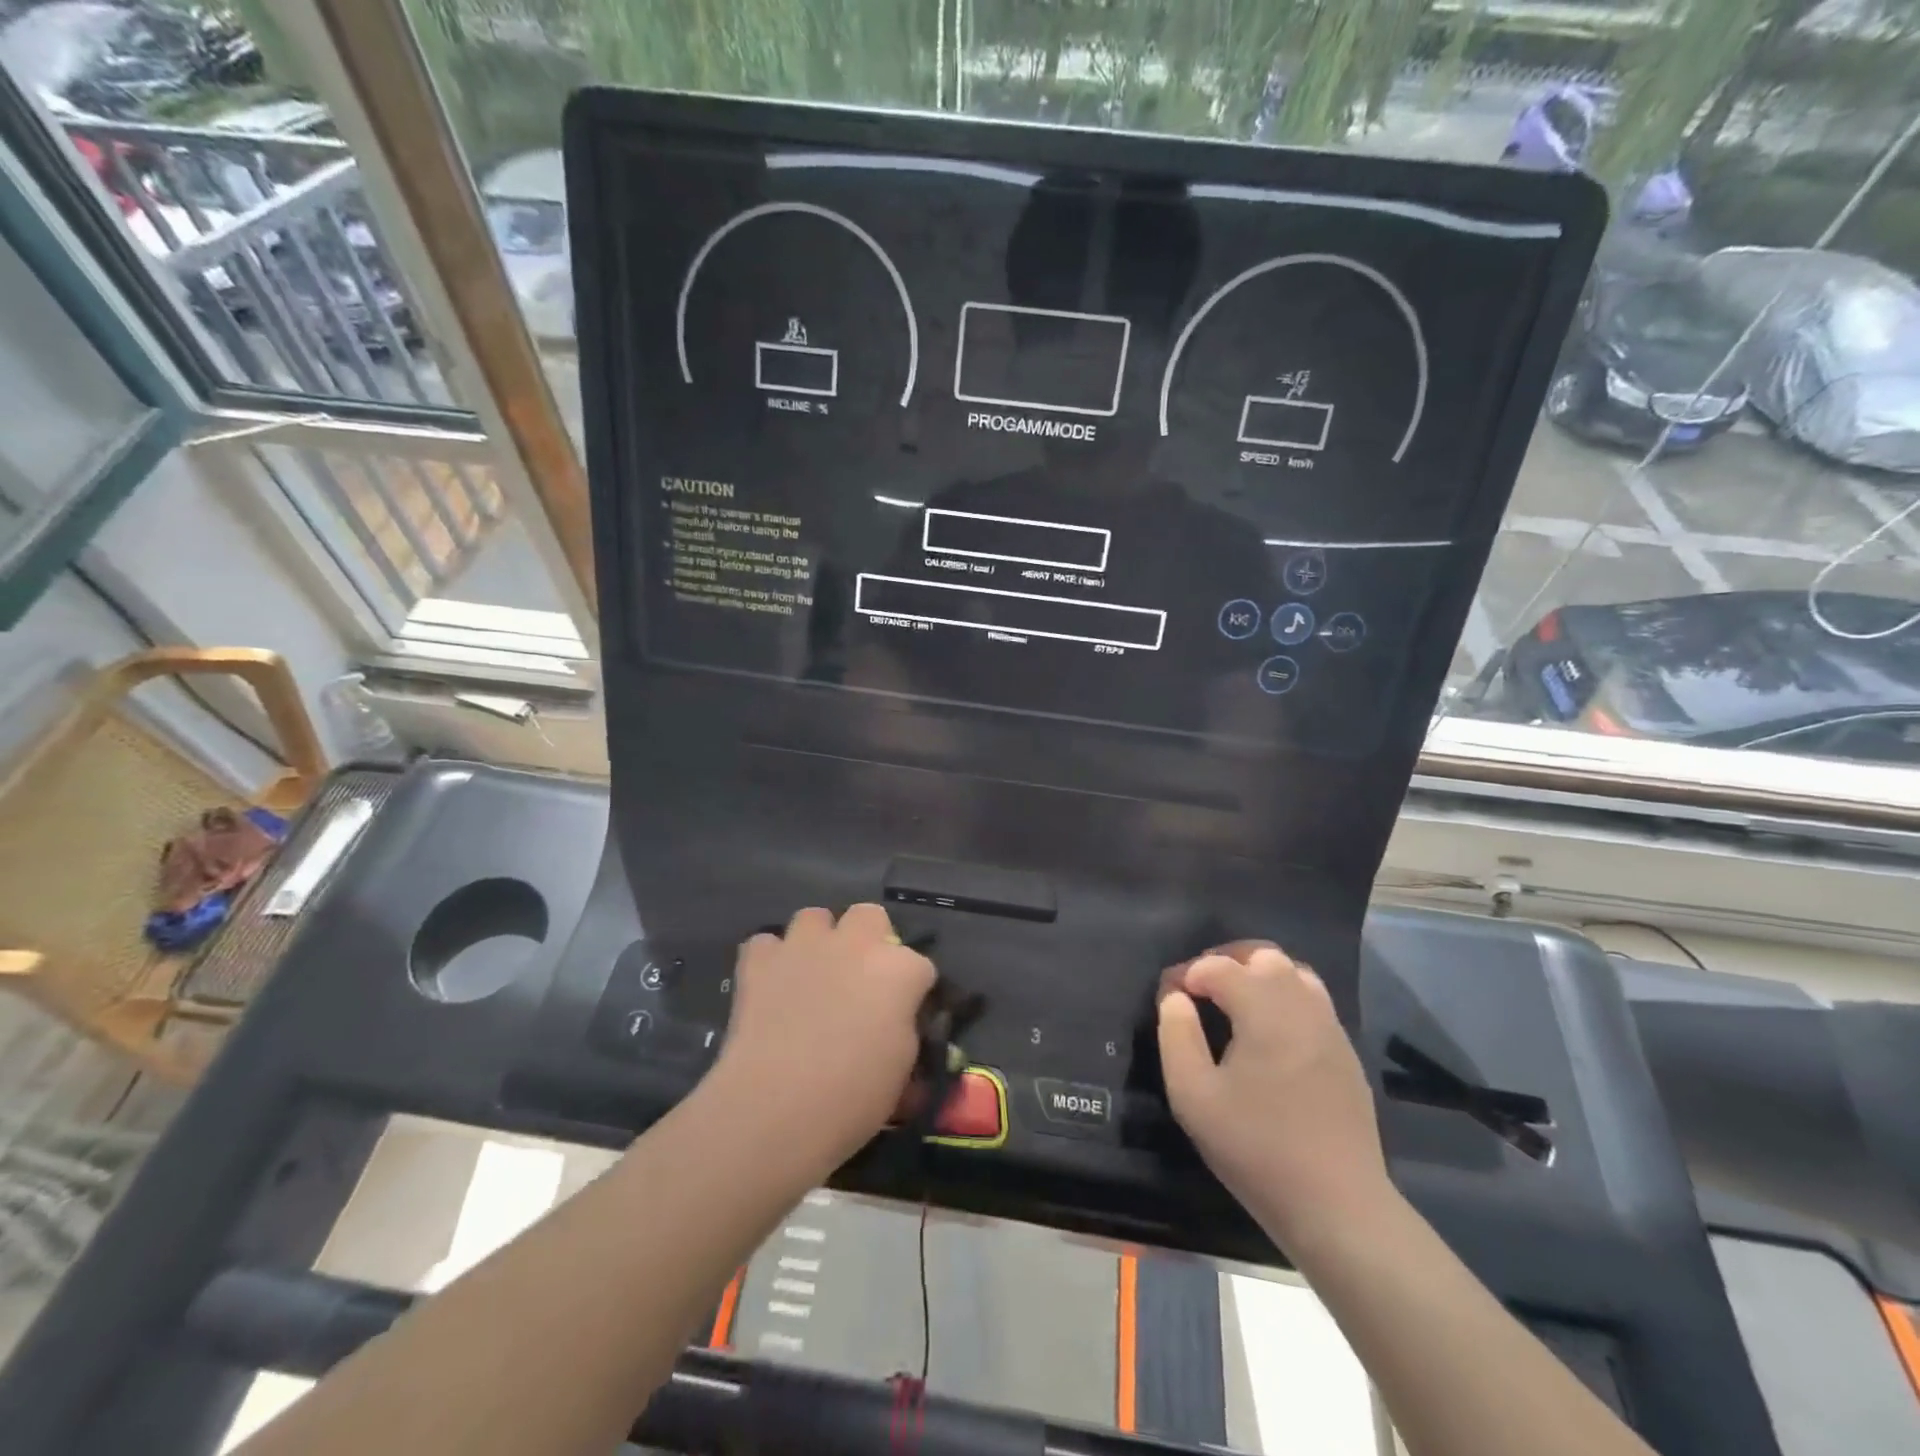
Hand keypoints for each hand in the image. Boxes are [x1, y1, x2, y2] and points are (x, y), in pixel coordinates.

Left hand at [706, 904, 934, 1176]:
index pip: (921, 966)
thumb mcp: (902, 1068)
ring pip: (814, 917)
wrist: (776, 1106)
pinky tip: (771, 985)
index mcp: (899, 971)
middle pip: (870, 916)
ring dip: (818, 940)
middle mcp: (856, 944)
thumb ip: (905, 1029)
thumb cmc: (853, 1096)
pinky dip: (770, 960)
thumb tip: (898, 1024)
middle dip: (869, 939)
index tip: (905, 1015)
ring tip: (812, 974)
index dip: (913, 991)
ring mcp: (805, 945)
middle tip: (860, 978)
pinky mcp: (761, 959)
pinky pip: (766, 943)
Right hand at [1157, 944, 1391, 1243]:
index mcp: (1263, 1009)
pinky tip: (1270, 1035)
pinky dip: (1286, 1000)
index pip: (1218, 966)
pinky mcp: (1346, 1054)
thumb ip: (1176, 1036)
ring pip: (1295, 974)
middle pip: (1264, 956)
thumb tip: (1176, 999)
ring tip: (1235, 1005)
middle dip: (1227, 962)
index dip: (1187, 974)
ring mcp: (1330, 1028)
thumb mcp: (1193, 1097)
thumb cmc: (1256, 1148)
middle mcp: (1302, 1005)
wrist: (1338, 1207)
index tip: (1169, 997)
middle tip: (1201, 991)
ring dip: (1261, 977)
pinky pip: (1314, 1003)